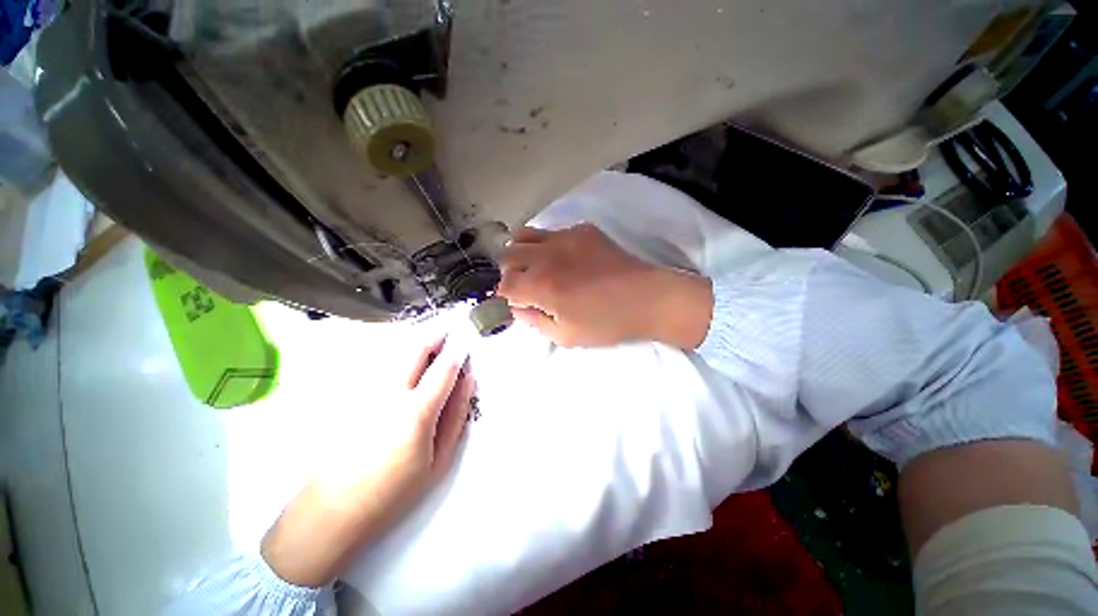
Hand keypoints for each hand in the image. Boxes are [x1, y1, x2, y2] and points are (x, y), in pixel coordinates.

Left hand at [261, 331, 473, 587]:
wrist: (331, 512)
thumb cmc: (394, 492)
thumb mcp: (439, 460)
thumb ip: (457, 415)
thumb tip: (468, 381)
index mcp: (416, 411)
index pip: (444, 367)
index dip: (458, 349)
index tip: (467, 337)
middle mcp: (390, 394)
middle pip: (415, 350)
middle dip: (436, 333)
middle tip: (450, 327)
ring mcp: (366, 393)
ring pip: (396, 354)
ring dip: (418, 342)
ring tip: (433, 340)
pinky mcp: (351, 398)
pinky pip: (382, 367)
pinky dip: (400, 357)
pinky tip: (407, 364)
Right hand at [497, 224, 713, 348]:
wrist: (647, 298)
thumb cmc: (606, 323)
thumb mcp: (565, 336)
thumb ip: (534, 321)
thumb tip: (517, 307)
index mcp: (541, 286)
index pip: (505, 284)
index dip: (507, 294)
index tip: (518, 300)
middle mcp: (546, 256)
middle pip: (508, 255)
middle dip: (510, 271)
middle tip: (525, 284)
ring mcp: (565, 237)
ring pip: (524, 234)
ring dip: (522, 252)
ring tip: (536, 266)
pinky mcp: (583, 230)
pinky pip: (553, 231)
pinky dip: (548, 245)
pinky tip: (566, 258)